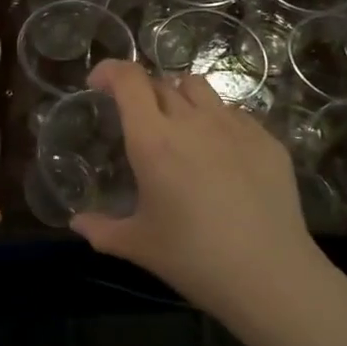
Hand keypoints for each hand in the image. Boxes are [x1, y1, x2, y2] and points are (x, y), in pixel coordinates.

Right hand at [71, 60, 324, 324]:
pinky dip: (216, 120)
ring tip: (179, 125)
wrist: (269, 274)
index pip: (129, 80)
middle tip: (138, 120)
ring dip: (179, 97)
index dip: (111, 71)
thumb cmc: (193, 259)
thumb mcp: (138, 246)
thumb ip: (102, 229)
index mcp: (154, 140)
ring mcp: (234, 126)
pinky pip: (233, 113)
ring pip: (200, 89)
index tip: (99, 83)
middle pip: (162, 82)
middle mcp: (193, 121)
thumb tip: (77, 223)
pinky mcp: (267, 139)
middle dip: (143, 92)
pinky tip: (219, 153)